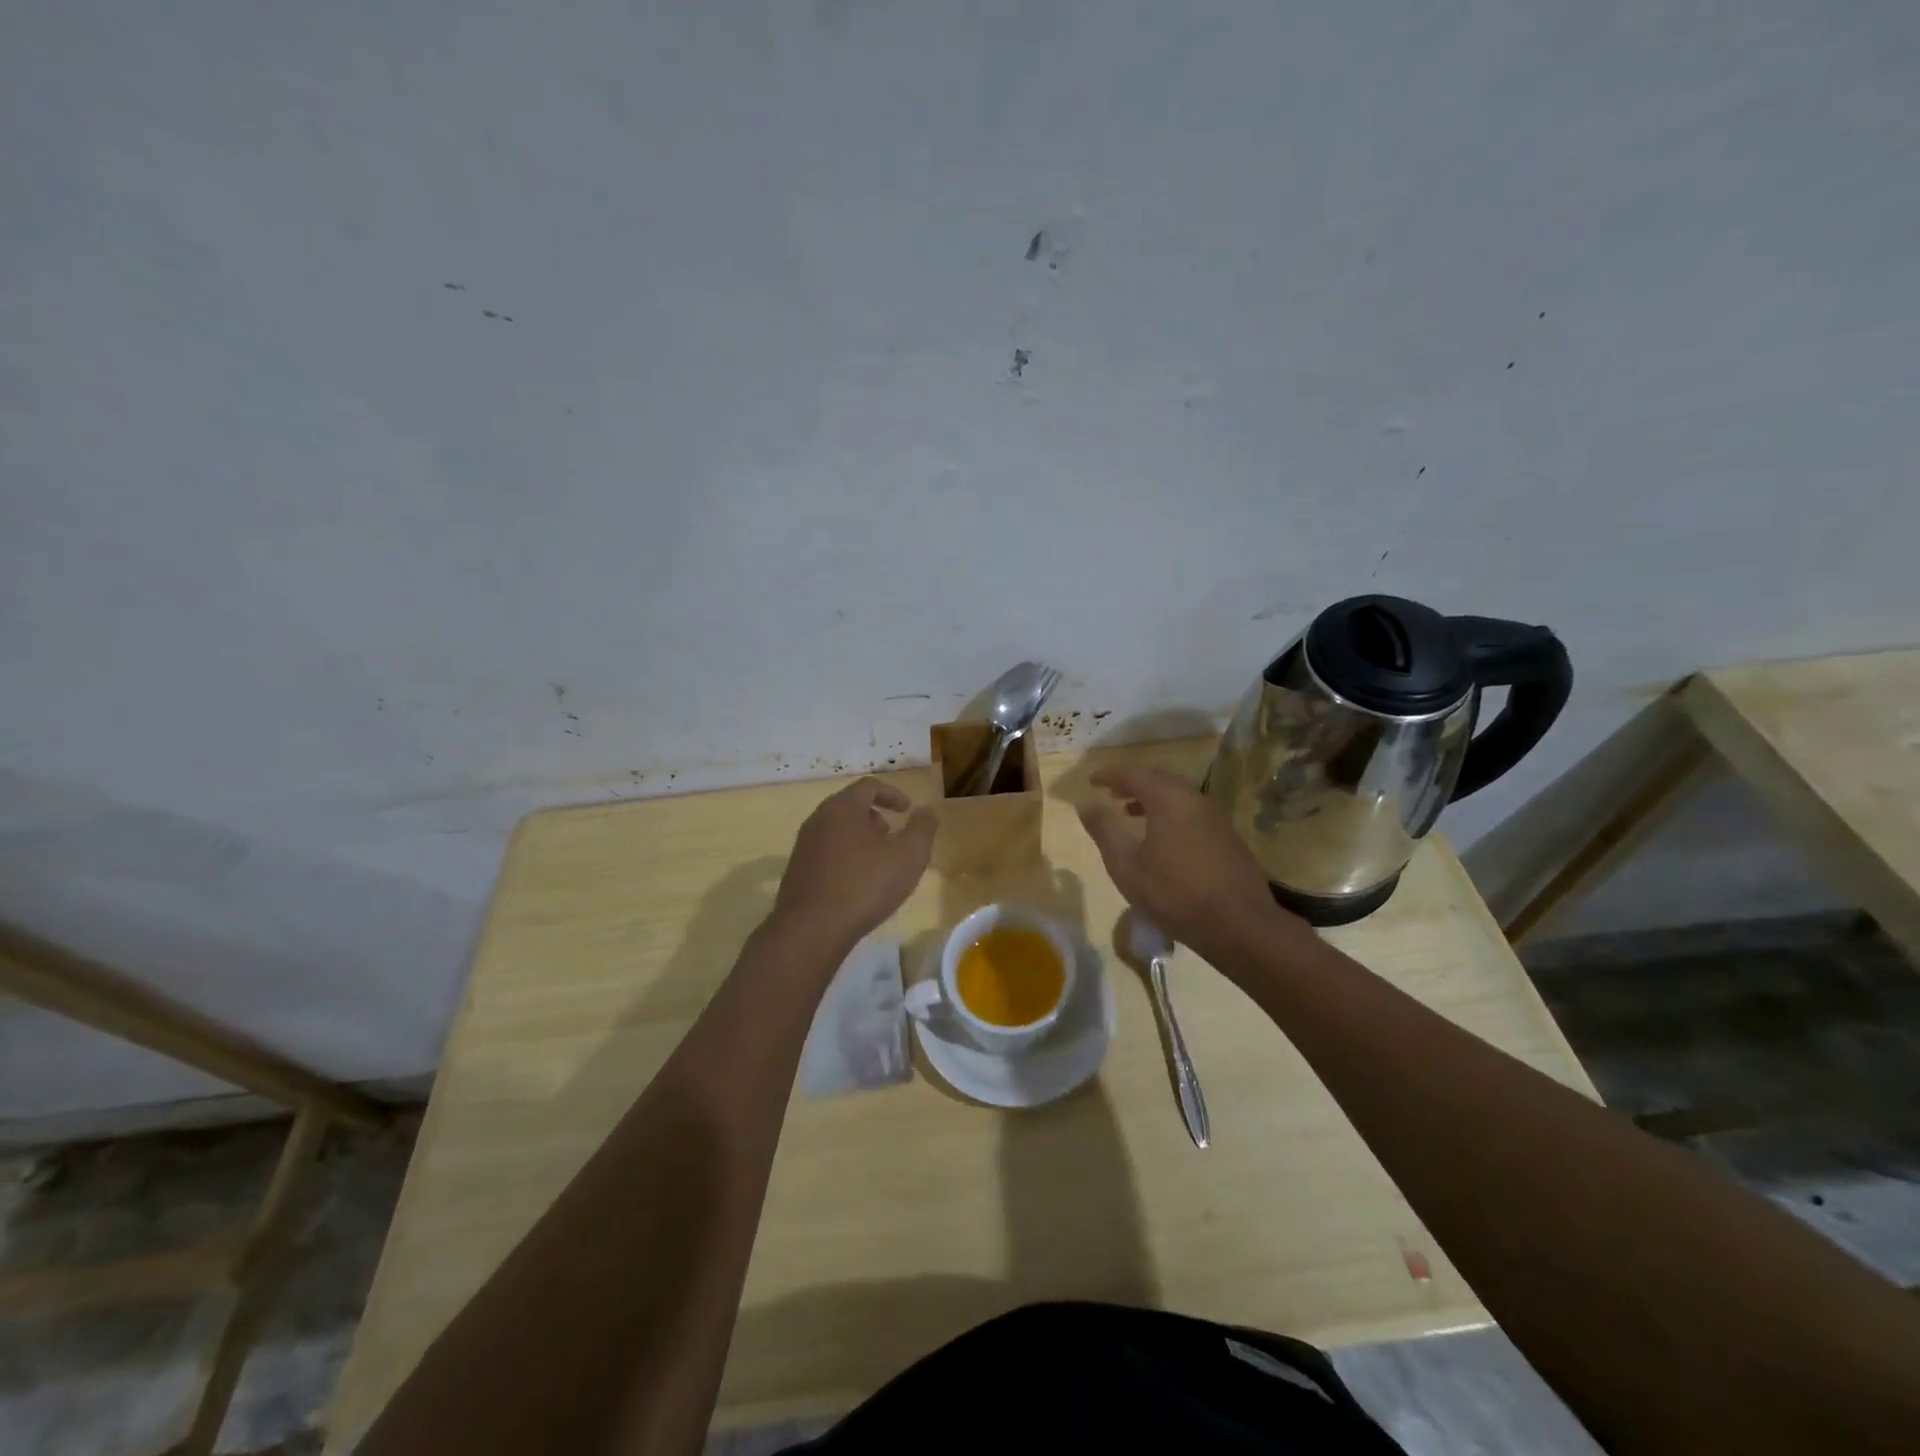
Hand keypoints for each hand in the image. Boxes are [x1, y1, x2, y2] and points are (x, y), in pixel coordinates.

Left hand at [771, 778, 935, 952]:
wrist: (811, 930)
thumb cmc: (865, 885)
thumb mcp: (909, 856)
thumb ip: (922, 828)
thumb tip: (927, 811)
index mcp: (842, 808)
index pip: (869, 786)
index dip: (893, 794)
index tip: (908, 810)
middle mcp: (818, 820)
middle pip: (851, 807)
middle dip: (876, 818)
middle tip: (895, 837)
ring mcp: (804, 846)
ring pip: (838, 831)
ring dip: (861, 839)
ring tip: (880, 863)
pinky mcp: (797, 872)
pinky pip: (827, 853)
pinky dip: (847, 858)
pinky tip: (859, 884)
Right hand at [1077, 765, 1298, 960]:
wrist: (1239, 925)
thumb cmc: (1174, 893)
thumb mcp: (1126, 864)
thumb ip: (1104, 829)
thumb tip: (1086, 803)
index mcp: (1168, 798)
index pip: (1134, 774)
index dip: (1110, 775)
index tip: (1091, 781)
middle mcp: (1194, 798)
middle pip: (1159, 779)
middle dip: (1133, 783)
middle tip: (1111, 793)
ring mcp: (1215, 817)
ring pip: (1178, 796)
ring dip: (1152, 799)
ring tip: (1131, 813)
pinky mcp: (1227, 837)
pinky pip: (1191, 812)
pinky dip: (1170, 813)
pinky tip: (1162, 838)